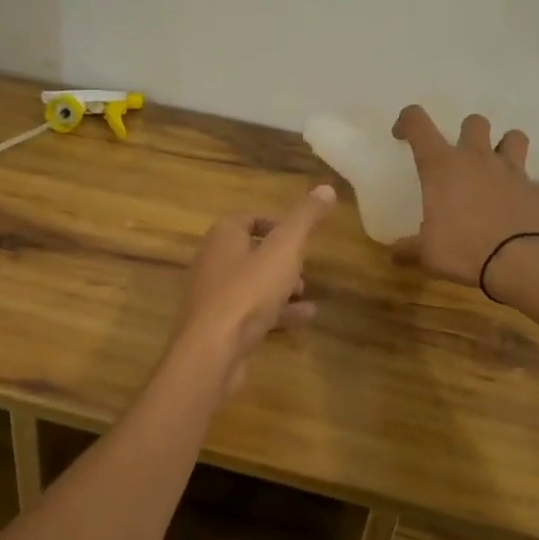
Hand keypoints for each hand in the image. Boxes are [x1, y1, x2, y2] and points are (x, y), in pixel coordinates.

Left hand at [166, 185, 336, 389]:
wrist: (212, 351)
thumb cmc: (248, 292)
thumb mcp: (284, 250)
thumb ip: (305, 219)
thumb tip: (327, 188)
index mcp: (223, 236)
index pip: (248, 218)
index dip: (276, 223)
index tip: (300, 236)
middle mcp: (213, 260)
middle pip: (250, 251)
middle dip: (280, 258)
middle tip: (304, 268)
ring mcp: (213, 295)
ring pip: (251, 283)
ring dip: (280, 286)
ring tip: (306, 293)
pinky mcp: (218, 326)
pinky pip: (250, 311)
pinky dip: (276, 311)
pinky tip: (303, 318)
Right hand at [391, 107, 538, 286]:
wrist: (521, 263)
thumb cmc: (464, 249)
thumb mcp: (427, 254)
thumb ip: (410, 249)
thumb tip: (396, 255)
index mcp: (441, 166)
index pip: (418, 122)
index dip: (406, 121)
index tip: (402, 136)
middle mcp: (475, 158)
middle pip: (473, 122)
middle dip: (464, 133)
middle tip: (458, 159)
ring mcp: (509, 170)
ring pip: (512, 136)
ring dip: (502, 146)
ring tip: (494, 167)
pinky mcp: (533, 188)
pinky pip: (526, 174)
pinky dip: (518, 183)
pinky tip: (511, 203)